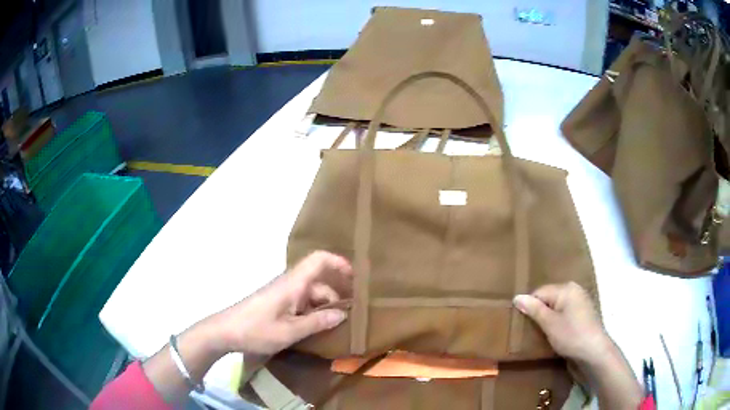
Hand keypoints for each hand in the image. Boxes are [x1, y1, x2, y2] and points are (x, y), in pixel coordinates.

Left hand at [213, 251, 352, 355]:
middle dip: (336, 298)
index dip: (339, 263)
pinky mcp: (277, 304)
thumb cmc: (256, 330)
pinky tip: (317, 330)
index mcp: (293, 284)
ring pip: (311, 296)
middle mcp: (290, 284)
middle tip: (351, 318)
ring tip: (336, 329)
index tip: (356, 278)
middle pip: (319, 283)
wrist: (224, 332)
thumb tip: (343, 314)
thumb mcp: (289, 331)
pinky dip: (312, 314)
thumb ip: (318, 323)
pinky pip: (301, 304)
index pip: (319, 260)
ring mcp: (282, 294)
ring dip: (324, 309)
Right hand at [513, 282, 609, 363]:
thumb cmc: (571, 336)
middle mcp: (575, 291)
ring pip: (556, 308)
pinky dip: (557, 322)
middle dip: (539, 313)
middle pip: (549, 299)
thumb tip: (517, 297)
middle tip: (530, 330)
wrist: (594, 353)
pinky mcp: (583, 315)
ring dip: (548, 319)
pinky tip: (555, 335)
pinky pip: (564, 314)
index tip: (522, 324)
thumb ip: (534, 309)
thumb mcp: (550, 324)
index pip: (539, 292)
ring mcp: (580, 303)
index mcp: (567, 288)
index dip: (529, 307)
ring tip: (541, 334)